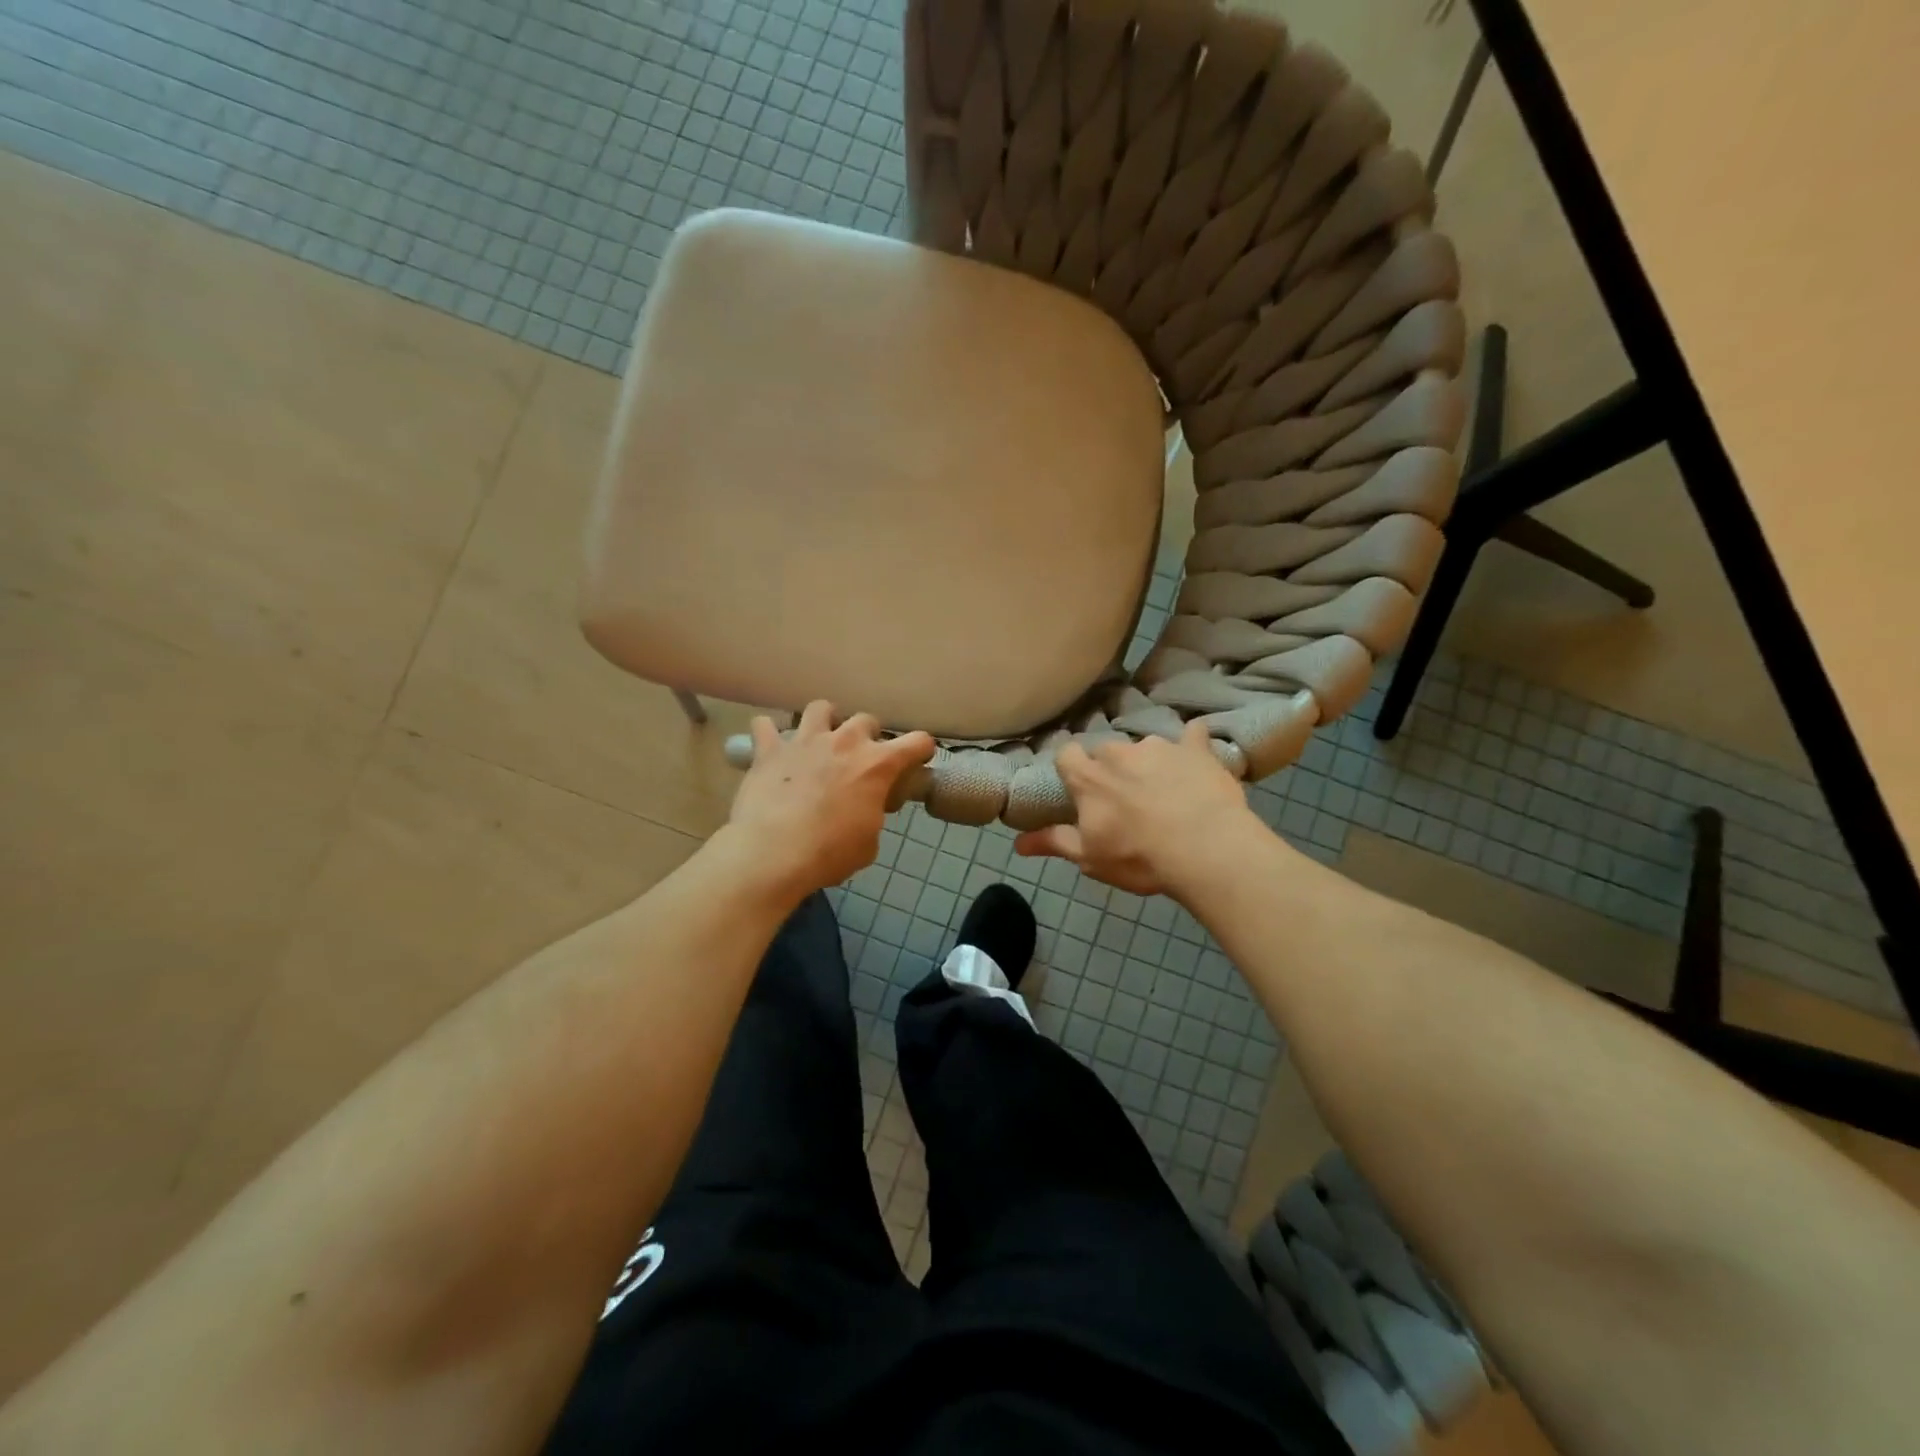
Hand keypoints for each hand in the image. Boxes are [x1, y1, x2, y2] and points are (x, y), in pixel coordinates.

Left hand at [723, 701, 935, 897]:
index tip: (917, 761)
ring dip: (824, 721)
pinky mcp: (770, 750)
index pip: (917, 742)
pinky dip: (769, 734)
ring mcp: (805, 741)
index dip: (920, 750)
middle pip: (866, 720)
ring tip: (820, 740)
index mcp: (877, 765)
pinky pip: (765, 726)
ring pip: (820, 708)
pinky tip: (771, 747)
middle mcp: (845, 742)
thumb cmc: (830, 853)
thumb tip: (864, 811)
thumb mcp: (868, 843)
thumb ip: (872, 816)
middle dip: (867, 736)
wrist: (773, 853)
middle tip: (860, 759)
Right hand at [1014, 722, 1266, 900]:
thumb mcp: (1090, 858)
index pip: (1067, 754)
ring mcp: (1159, 746)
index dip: (1072, 767)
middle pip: (1106, 750)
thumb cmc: (1140, 857)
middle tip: (1126, 796)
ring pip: (1146, 746)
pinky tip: (1199, 757)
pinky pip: (1193, 735)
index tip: (1080, 786)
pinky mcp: (1196, 749)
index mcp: (1089, 777)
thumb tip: (1017, 844)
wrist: (1207, 850)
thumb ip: (1055, 843)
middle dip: (1112, 768)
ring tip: (1166, 789)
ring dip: (1150, 762)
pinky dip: (1192, 744)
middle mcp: (1119, 752)